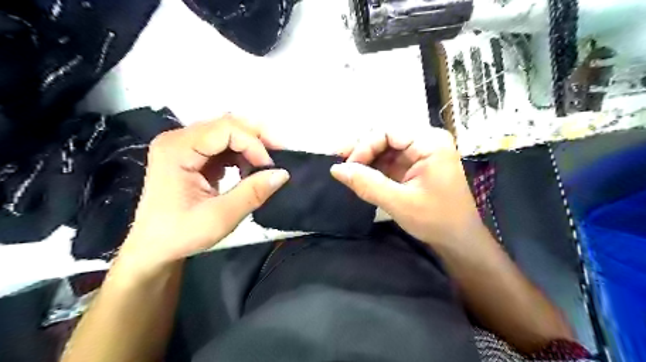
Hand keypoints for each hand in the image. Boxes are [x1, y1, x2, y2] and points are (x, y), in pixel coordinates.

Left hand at [119, 115, 290, 274]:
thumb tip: (283, 173)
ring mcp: (185, 145)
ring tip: (265, 167)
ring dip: (251, 147)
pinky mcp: (192, 155)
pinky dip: (242, 155)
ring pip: (228, 132)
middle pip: (227, 124)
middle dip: (257, 139)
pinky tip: (249, 171)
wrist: (154, 247)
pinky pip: (224, 145)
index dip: (254, 144)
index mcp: (177, 150)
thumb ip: (253, 193)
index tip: (271, 168)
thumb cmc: (180, 234)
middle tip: (279, 156)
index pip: (225, 129)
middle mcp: (179, 139)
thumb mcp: (220, 217)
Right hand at [331, 126, 481, 247]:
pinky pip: (389, 160)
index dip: (364, 146)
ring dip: (365, 159)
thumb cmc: (436, 220)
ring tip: (345, 169)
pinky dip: (373, 168)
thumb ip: (367, 184)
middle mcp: (426, 141)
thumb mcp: (399, 203)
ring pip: (385, 148)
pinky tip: (358, 174)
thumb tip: (336, 169)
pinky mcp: (415, 165)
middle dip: (362, 150)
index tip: (348, 167)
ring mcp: (420, 153)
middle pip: (385, 137)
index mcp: (429, 142)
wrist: (459, 240)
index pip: (388, 132)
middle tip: (339, 163)